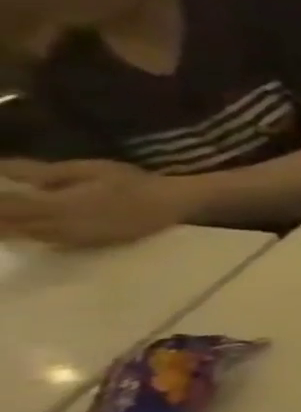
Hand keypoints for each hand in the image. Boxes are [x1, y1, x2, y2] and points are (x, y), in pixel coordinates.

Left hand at [0, 159, 185, 246]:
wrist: (172, 203)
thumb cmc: (133, 181)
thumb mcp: (89, 169)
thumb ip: (44, 172)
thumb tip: (2, 169)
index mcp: (58, 204)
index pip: (6, 207)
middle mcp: (62, 225)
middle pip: (12, 226)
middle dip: (1, 217)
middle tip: (1, 207)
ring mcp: (77, 237)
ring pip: (28, 236)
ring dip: (11, 229)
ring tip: (7, 220)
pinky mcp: (90, 243)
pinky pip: (50, 241)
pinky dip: (32, 235)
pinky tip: (29, 229)